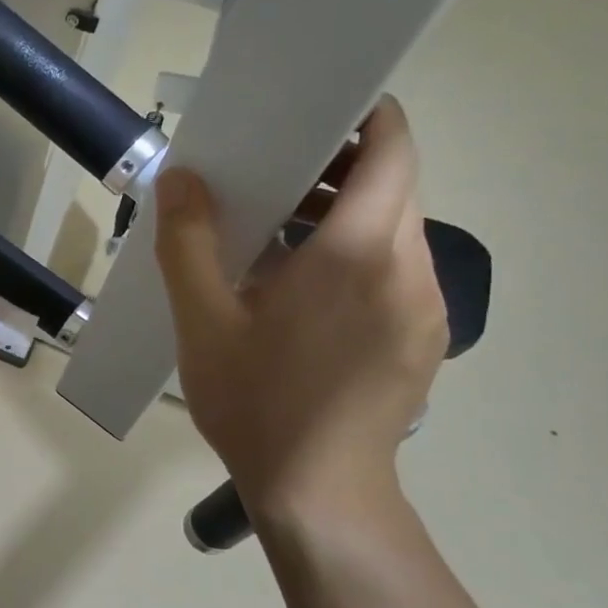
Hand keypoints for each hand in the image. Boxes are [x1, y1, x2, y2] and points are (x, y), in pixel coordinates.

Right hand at [154, 96, 446, 526]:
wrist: (320, 494)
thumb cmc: (256, 403)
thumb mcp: (204, 322)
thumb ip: (189, 242)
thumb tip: (181, 178)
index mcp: (357, 253)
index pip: (390, 148)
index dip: (360, 116)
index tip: (308, 114)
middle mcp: (409, 268)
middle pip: (393, 185)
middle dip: (337, 166)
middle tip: (268, 178)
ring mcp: (426, 305)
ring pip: (395, 229)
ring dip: (343, 214)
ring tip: (276, 237)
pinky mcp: (424, 335)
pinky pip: (395, 269)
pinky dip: (355, 256)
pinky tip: (301, 293)